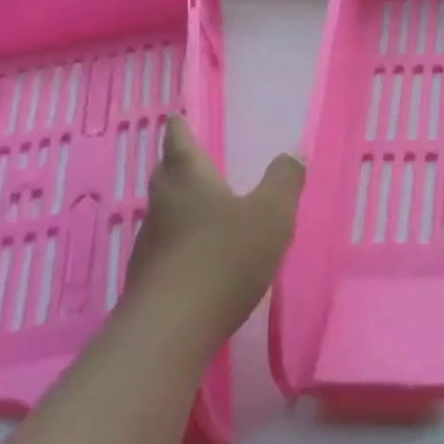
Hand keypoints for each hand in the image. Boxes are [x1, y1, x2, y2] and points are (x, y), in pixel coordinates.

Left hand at [112, 116, 304, 353]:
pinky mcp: (149, 276)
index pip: (180, 141)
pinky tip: (199, 253)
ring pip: (165, 210)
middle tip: (192, 157)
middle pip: (166, 174)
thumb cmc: (225, 257)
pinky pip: (166, 244)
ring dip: (180, 202)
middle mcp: (164, 203)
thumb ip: (284, 181)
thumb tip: (293, 151)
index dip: (181, 127)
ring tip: (203, 204)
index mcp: (189, 178)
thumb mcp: (271, 215)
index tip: (177, 116)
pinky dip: (182, 238)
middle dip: (177, 162)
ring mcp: (151, 241)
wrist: (172, 326)